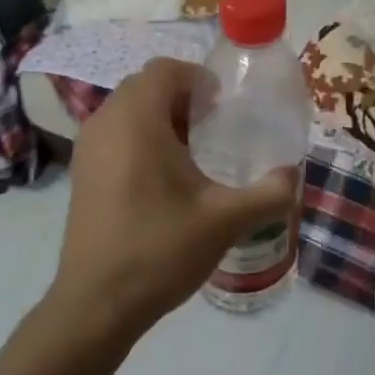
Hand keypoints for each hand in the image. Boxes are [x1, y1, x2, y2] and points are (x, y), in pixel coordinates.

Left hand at [48, 57, 299, 348]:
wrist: (96, 305)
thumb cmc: (159, 250)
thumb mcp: (225, 221)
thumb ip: (268, 192)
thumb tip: (292, 175)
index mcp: (136, 119)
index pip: (165, 69)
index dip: (199, 78)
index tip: (225, 105)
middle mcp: (105, 122)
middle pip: (146, 85)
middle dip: (183, 96)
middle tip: (216, 125)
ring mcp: (87, 147)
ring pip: (129, 109)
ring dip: (162, 116)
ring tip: (195, 150)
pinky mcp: (82, 172)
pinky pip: (115, 132)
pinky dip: (141, 136)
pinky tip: (165, 176)